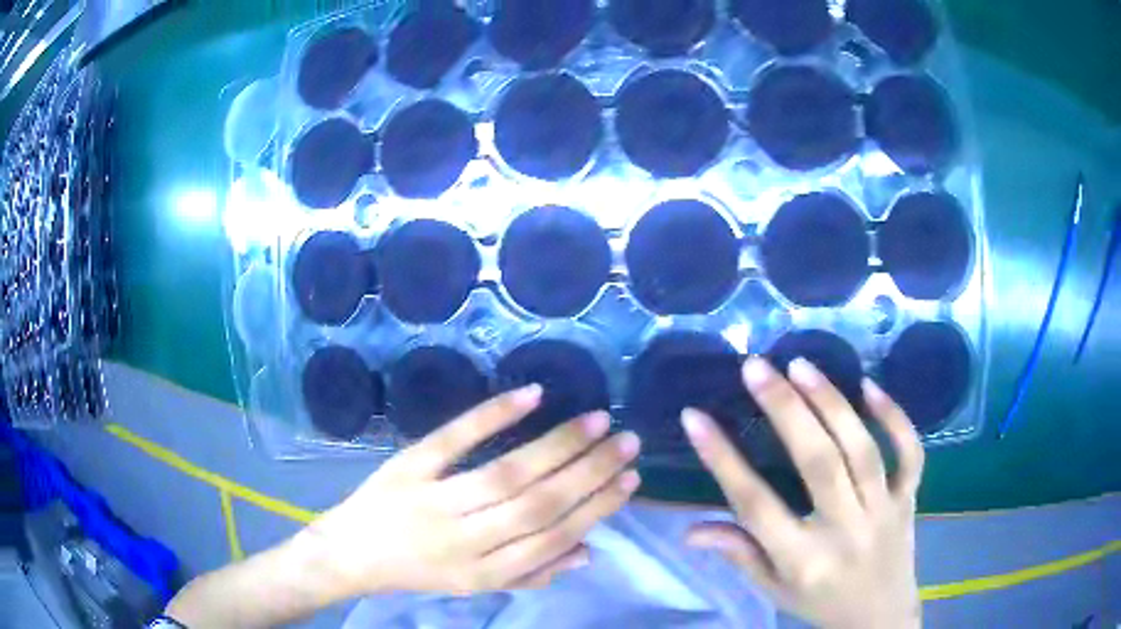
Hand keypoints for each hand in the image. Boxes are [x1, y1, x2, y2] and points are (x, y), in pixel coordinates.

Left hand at [303, 386, 641, 597]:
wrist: (350, 553)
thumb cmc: (419, 571)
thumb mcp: (475, 585)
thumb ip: (531, 573)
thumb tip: (589, 549)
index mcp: (483, 573)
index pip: (553, 539)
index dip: (596, 508)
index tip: (630, 479)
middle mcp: (463, 541)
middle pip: (538, 505)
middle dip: (590, 472)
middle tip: (626, 441)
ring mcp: (432, 501)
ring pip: (507, 474)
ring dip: (558, 446)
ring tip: (597, 421)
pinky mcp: (408, 468)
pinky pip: (453, 439)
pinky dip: (493, 414)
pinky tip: (533, 395)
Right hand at [682, 358, 924, 628]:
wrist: (881, 618)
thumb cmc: (821, 604)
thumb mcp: (774, 590)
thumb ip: (739, 554)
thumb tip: (690, 530)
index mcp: (802, 560)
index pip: (756, 505)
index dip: (723, 460)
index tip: (695, 418)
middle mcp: (845, 530)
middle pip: (817, 463)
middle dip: (785, 410)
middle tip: (756, 367)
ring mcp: (883, 510)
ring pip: (861, 449)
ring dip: (831, 403)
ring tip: (800, 365)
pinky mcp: (909, 498)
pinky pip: (909, 453)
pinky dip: (895, 417)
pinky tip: (869, 386)